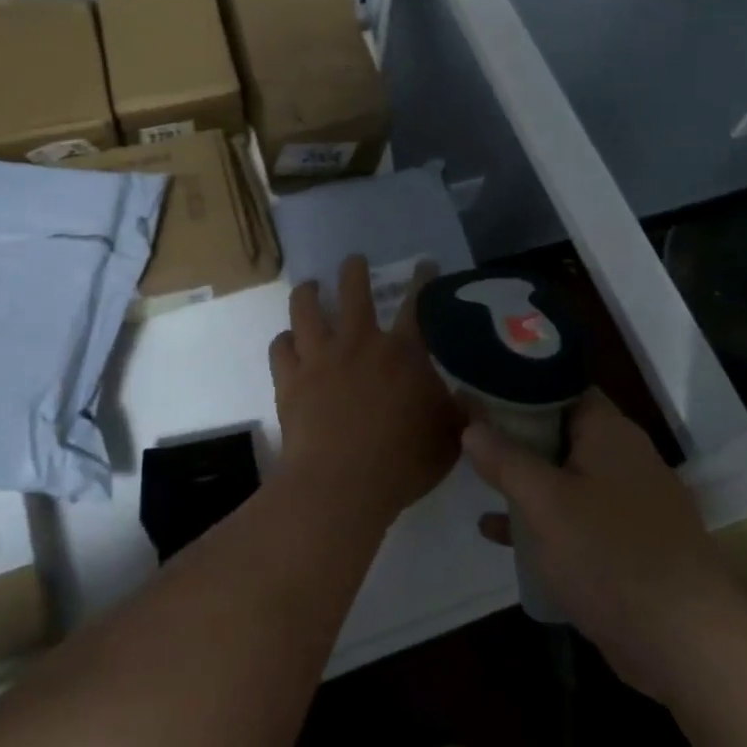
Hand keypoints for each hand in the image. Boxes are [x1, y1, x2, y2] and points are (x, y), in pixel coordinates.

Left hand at [270, 256, 462, 523]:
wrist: (341, 485)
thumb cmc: (402, 463)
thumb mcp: (449, 438)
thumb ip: (459, 412)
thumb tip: (466, 396)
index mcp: (403, 353)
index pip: (417, 305)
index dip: (423, 280)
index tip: (424, 264)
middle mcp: (359, 343)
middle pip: (353, 291)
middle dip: (354, 270)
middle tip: (354, 261)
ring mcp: (319, 358)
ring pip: (306, 309)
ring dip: (308, 293)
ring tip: (309, 286)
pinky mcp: (289, 379)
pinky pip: (280, 348)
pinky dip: (284, 341)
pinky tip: (287, 341)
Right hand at [468, 389, 744, 700]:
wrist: (688, 644)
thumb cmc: (610, 556)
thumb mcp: (545, 503)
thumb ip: (505, 460)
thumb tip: (471, 427)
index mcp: (609, 432)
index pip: (562, 386)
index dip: (520, 384)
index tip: (480, 392)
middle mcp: (624, 458)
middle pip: (561, 431)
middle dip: (516, 435)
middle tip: (470, 434)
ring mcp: (630, 503)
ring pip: (566, 476)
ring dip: (526, 479)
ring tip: (477, 479)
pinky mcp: (629, 545)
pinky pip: (577, 518)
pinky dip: (543, 520)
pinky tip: (499, 534)